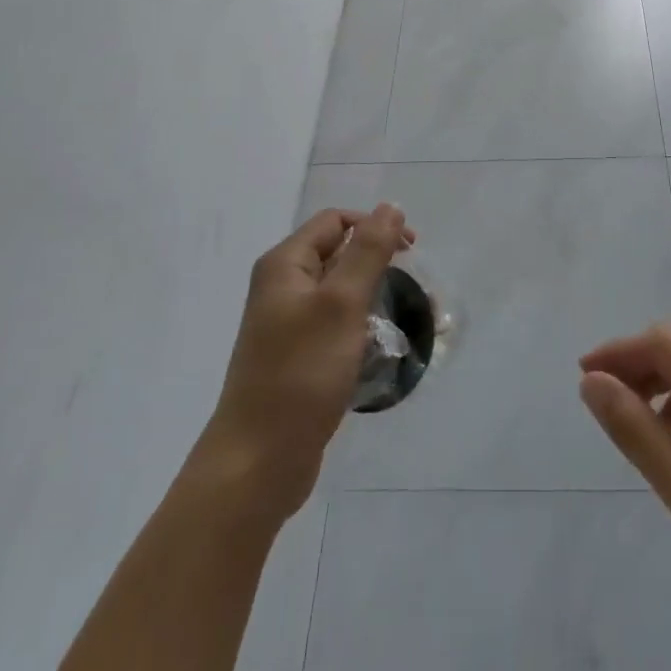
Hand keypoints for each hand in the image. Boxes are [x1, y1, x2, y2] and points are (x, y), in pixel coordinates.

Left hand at [191, 205, 413, 526]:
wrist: (257, 464)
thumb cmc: (300, 375)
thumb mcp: (342, 305)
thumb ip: (368, 252)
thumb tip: (390, 207)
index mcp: (285, 265)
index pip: (336, 221)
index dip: (374, 226)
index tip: (412, 252)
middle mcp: (282, 287)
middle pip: (338, 254)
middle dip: (378, 264)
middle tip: (414, 288)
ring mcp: (287, 325)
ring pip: (340, 293)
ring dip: (373, 298)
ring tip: (403, 322)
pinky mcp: (296, 358)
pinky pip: (335, 327)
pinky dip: (360, 329)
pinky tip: (378, 351)